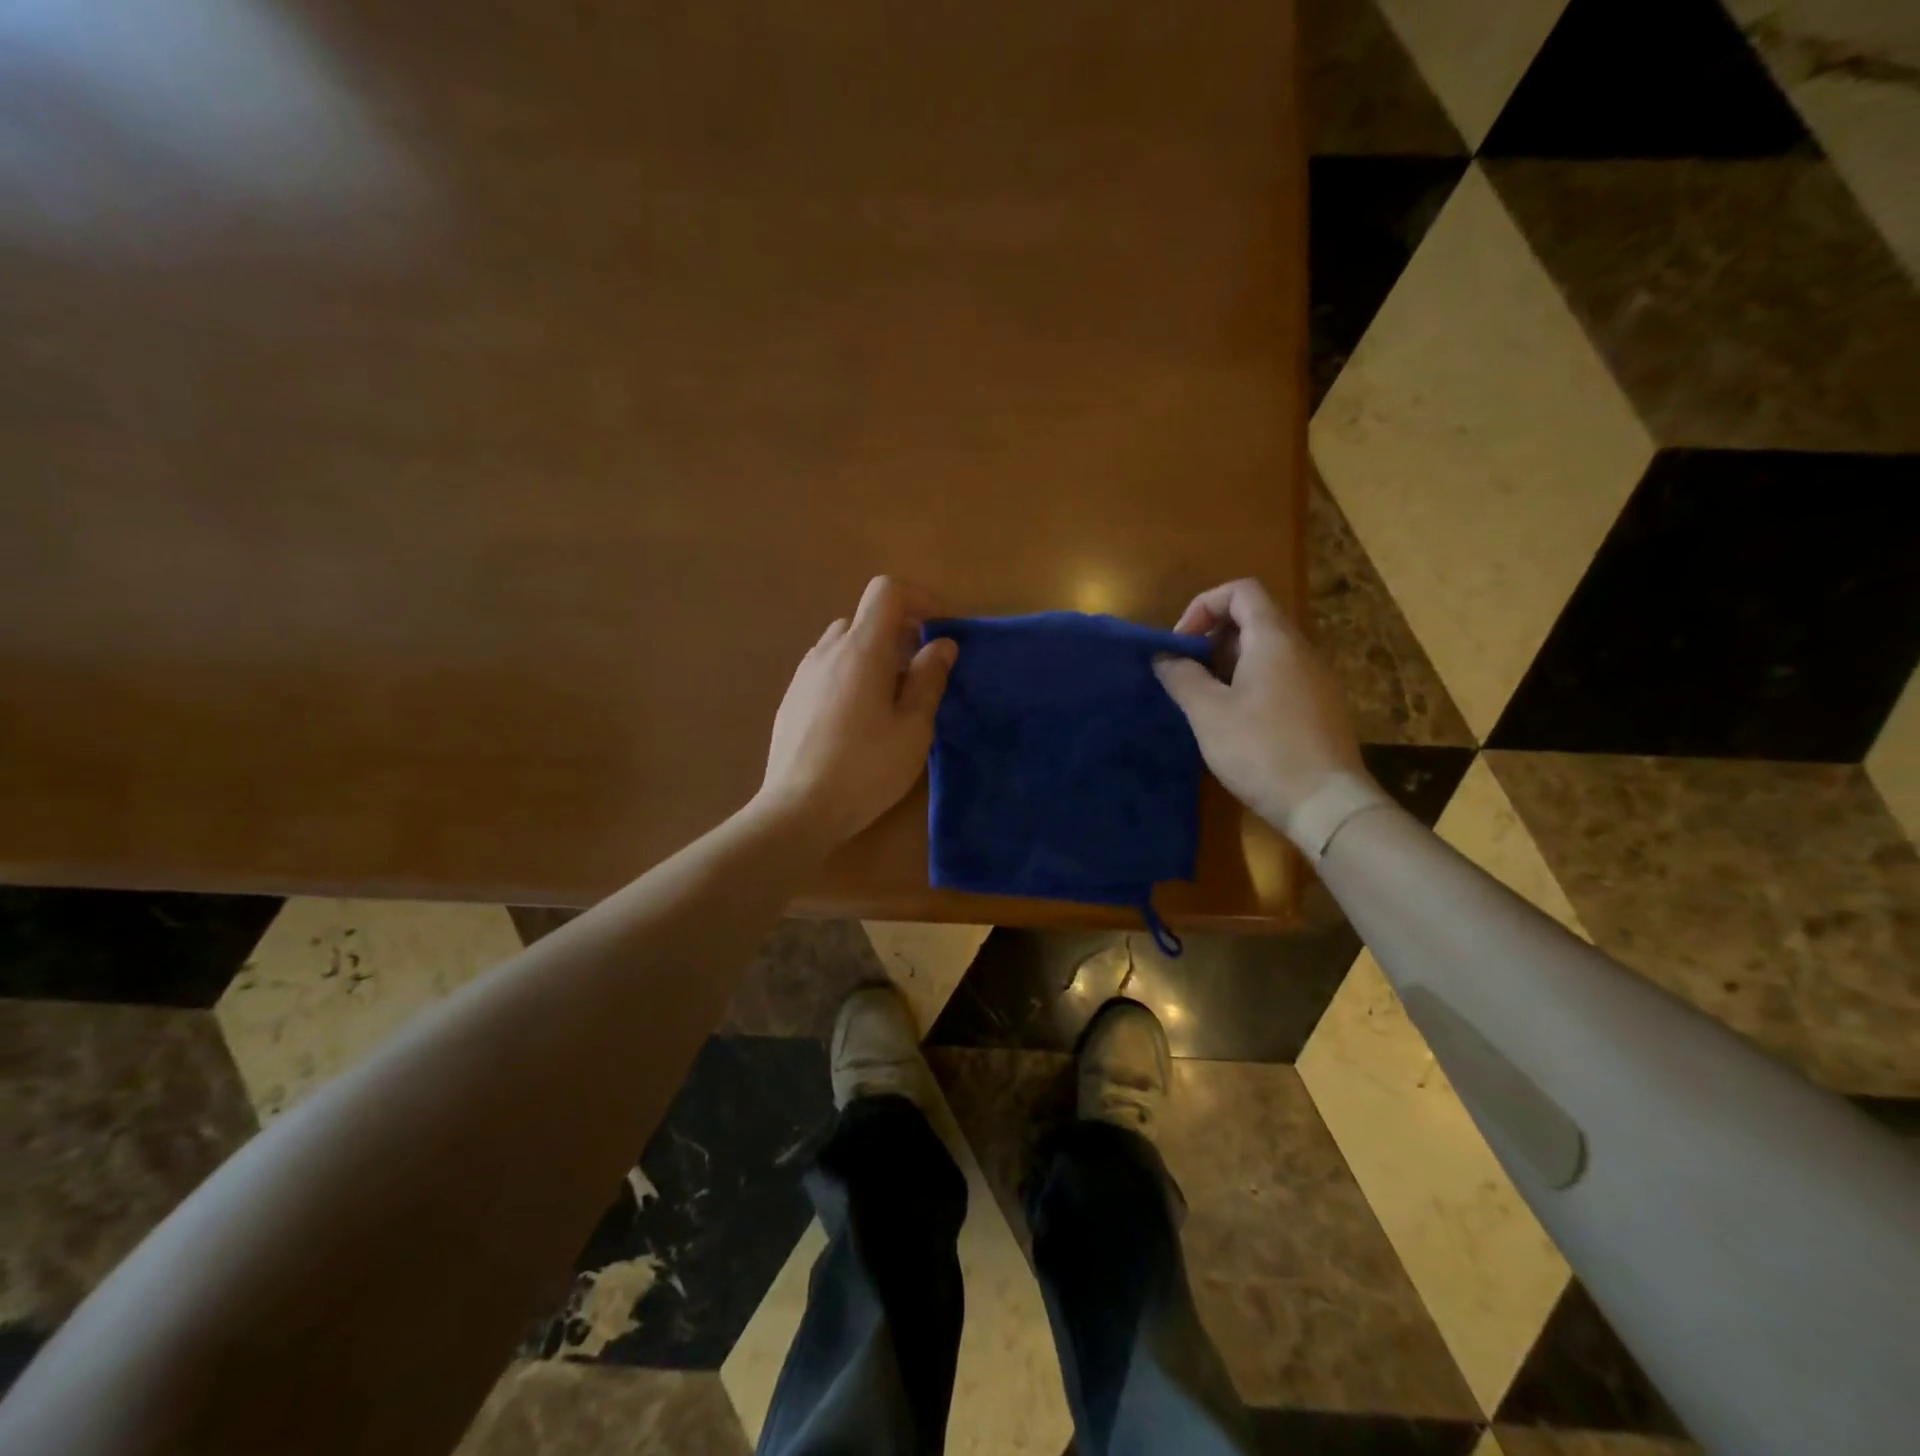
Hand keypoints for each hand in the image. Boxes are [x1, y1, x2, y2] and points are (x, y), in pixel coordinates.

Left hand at [755, 575, 956, 847]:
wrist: (798, 809)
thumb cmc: (866, 768)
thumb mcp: (913, 728)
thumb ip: (929, 678)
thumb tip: (941, 643)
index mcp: (862, 650)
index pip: (887, 590)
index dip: (920, 598)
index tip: (940, 630)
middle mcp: (828, 650)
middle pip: (866, 618)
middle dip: (899, 634)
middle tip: (920, 675)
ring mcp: (804, 674)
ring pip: (845, 644)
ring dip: (874, 656)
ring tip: (889, 701)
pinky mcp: (791, 698)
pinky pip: (827, 669)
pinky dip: (850, 675)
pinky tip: (857, 721)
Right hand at [1153, 579, 1365, 829]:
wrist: (1326, 803)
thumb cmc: (1261, 750)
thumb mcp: (1208, 713)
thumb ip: (1182, 677)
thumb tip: (1164, 657)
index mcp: (1274, 639)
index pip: (1241, 591)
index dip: (1204, 606)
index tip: (1181, 644)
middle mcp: (1301, 650)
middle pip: (1253, 620)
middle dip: (1211, 640)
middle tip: (1187, 676)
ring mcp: (1315, 680)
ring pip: (1265, 653)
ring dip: (1228, 666)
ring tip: (1205, 703)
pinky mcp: (1320, 708)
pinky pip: (1279, 679)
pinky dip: (1249, 686)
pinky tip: (1235, 725)